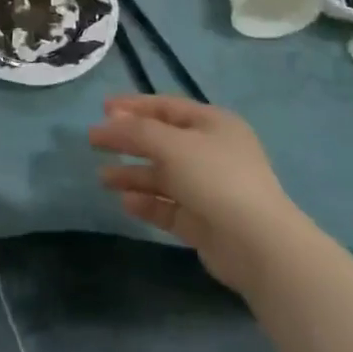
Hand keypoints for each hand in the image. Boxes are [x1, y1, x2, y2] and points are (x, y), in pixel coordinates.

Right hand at [89, 96, 306, 298]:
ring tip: (102, 178)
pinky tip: (126, 203)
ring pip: (162, 176)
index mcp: (213, 124)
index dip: (134, 106)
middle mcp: (212, 152)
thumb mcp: (172, 145)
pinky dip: (147, 202)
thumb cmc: (216, 179)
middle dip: (127, 141)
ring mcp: (209, 188)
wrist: (258, 245)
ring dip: (132, 174)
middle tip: (94, 142)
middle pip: (161, 141)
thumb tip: (110, 122)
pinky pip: (168, 205)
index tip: (102, 109)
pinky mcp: (203, 222)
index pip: (167, 107)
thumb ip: (137, 131)